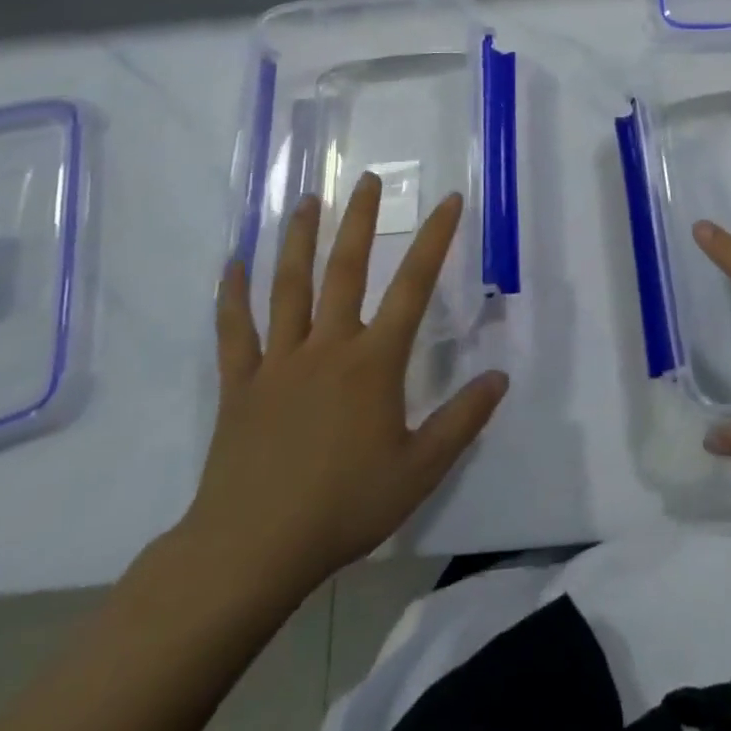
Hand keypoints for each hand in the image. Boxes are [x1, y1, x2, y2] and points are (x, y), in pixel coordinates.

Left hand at [176, 175, 508, 610]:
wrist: (251, 550)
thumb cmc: (344, 507)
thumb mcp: (419, 470)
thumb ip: (462, 420)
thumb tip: (500, 377)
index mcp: (373, 363)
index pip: (413, 287)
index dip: (434, 240)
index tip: (448, 201)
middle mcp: (327, 347)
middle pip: (345, 270)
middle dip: (359, 221)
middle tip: (367, 179)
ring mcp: (278, 362)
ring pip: (288, 288)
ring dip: (297, 240)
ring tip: (305, 201)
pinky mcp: (240, 385)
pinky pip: (234, 331)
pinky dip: (231, 296)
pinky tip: (230, 264)